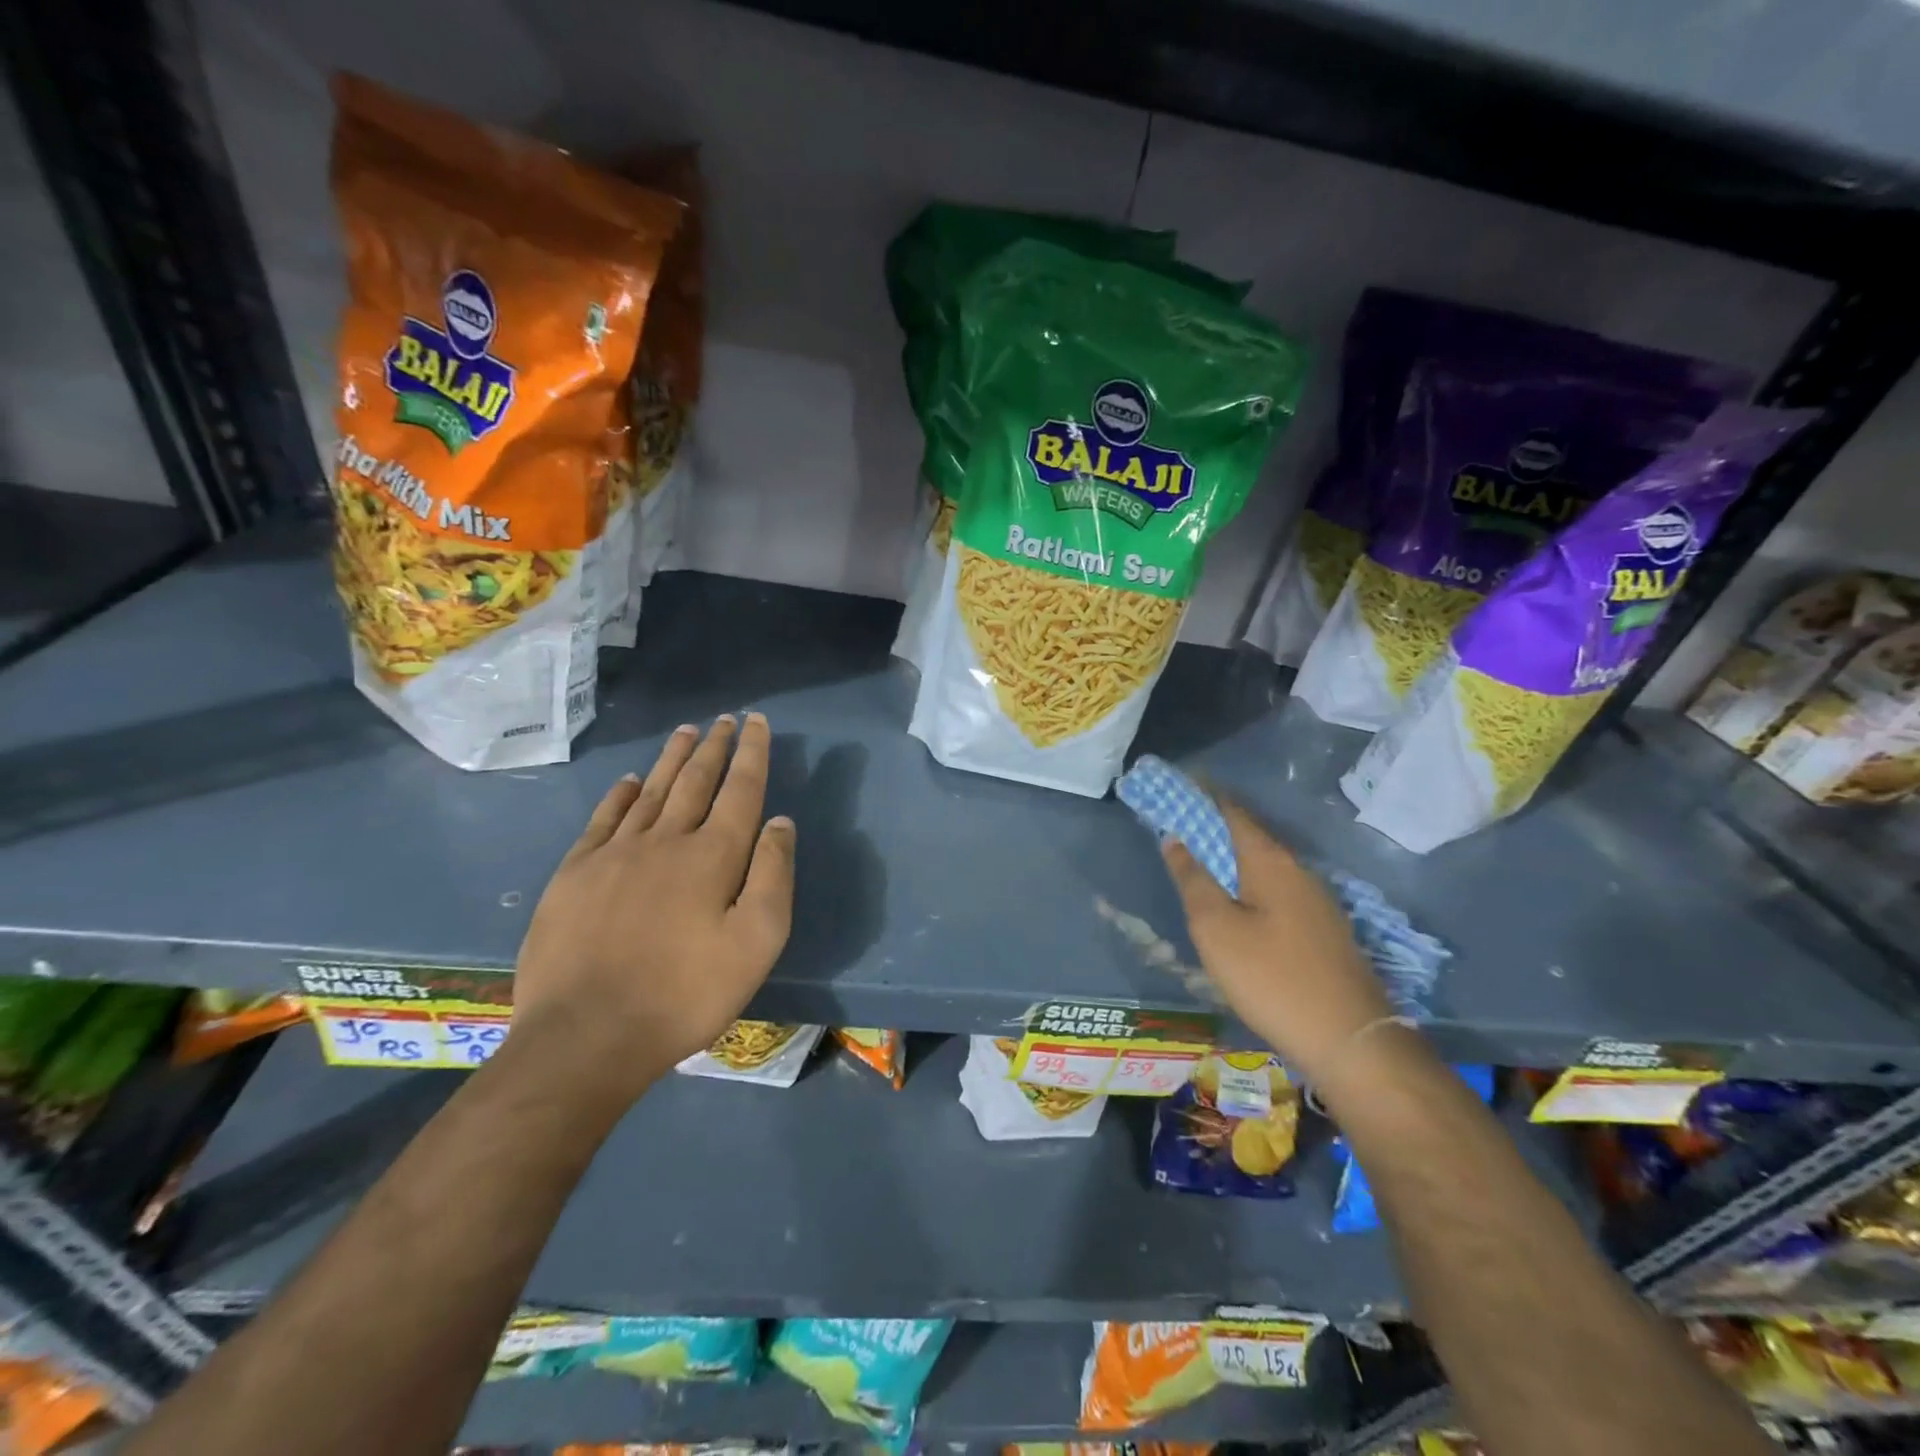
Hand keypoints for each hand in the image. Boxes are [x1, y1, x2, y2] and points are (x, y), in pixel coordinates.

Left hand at [508, 713, 795, 1106]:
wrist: (586, 1035)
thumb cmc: (685, 994)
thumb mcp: (756, 942)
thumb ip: (773, 876)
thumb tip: (780, 821)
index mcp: (713, 856)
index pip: (740, 789)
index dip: (751, 753)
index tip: (756, 722)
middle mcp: (666, 840)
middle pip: (696, 781)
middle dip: (714, 747)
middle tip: (724, 719)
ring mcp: (615, 853)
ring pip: (652, 791)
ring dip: (674, 759)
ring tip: (687, 731)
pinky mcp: (575, 873)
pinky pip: (605, 818)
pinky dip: (622, 794)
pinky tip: (632, 781)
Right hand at [1162, 801, 1392, 1085]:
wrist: (1350, 1040)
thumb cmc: (1271, 977)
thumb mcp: (1216, 928)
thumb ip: (1193, 879)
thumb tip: (1175, 837)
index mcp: (1270, 861)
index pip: (1232, 811)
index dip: (1202, 797)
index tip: (1175, 788)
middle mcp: (1298, 871)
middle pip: (1250, 837)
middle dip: (1214, 828)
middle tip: (1178, 829)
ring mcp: (1317, 902)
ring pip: (1265, 867)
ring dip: (1232, 859)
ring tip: (1201, 866)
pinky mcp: (1324, 930)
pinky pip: (1278, 891)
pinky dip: (1250, 885)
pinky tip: (1238, 907)